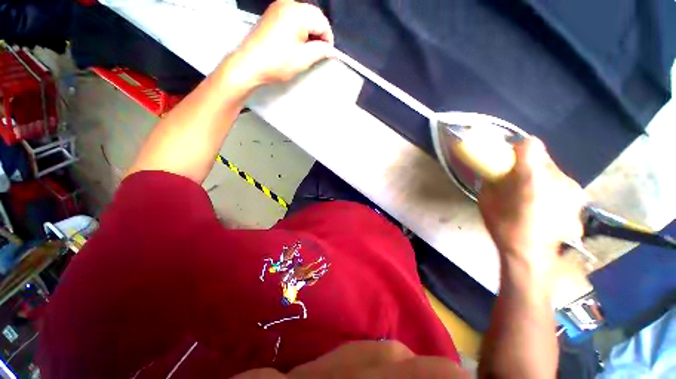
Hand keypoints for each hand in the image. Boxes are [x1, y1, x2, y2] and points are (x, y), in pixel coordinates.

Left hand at [225, 0, 333, 87]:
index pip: (323, 22)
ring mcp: (278, 7)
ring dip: (310, 31)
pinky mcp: (272, 13)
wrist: (249, 64)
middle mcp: (288, 4)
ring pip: (304, 16)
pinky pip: (293, 16)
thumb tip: (329, 49)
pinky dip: (300, 28)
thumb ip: (320, 51)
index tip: (327, 53)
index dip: (328, 39)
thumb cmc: (275, 63)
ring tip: (307, 49)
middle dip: (319, 34)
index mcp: (297, 13)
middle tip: (319, 52)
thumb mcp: (303, 59)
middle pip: (314, 16)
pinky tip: (297, 42)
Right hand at [478, 138, 585, 274]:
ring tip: (530, 196)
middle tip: (515, 181)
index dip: (519, 148)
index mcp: (531, 177)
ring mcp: (573, 189)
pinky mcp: (579, 200)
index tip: (510, 159)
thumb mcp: (486, 201)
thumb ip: (492, 181)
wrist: (534, 257)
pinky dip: (551, 189)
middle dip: (528, 165)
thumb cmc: (506, 229)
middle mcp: (557, 178)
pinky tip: (544, 207)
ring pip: (553, 172)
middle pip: (543, 158)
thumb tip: (495, 172)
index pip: (531, 144)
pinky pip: (562, 185)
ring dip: (540, 177)